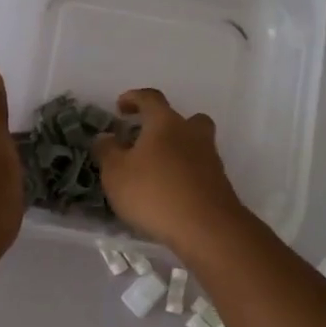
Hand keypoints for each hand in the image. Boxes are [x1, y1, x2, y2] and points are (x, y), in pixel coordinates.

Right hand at [93, 88, 247, 250]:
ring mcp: (210, 158)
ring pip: (194, 144)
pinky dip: (185, 174)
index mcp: (165, 122)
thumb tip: (106, 137)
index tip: (120, 107)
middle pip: (183, 119)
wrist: (206, 228)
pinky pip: (198, 169)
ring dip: (177, 151)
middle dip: (165, 125)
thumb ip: (107, 151)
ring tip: (156, 170)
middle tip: (147, 139)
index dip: (134, 98)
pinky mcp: (219, 183)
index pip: (150, 98)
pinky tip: (170, 193)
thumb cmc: (154, 193)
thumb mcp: (116, 173)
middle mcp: (191, 133)